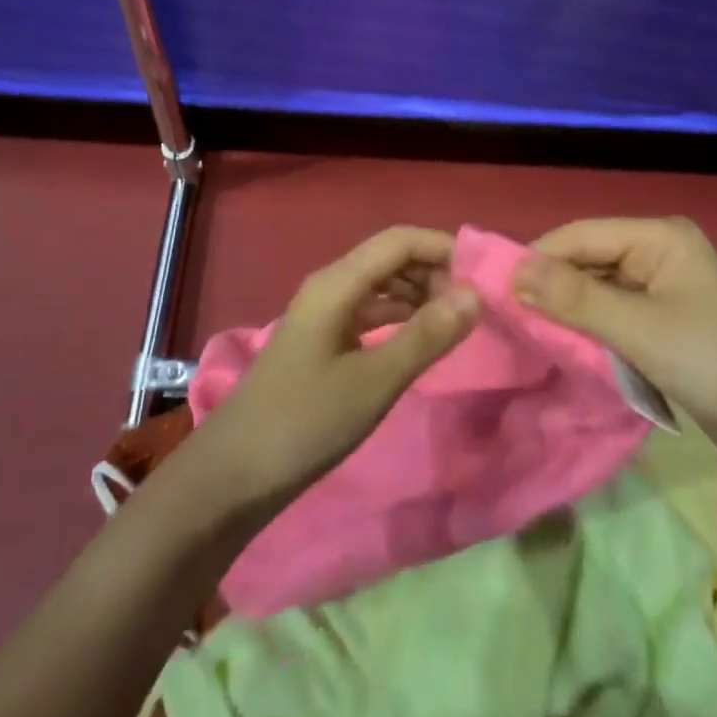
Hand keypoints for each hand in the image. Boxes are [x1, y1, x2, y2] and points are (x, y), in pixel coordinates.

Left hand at [197, 226, 481, 513]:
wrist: (232, 476)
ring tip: (455, 322)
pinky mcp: (321, 340)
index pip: (399, 241)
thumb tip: (476, 295)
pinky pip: (368, 312)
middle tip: (473, 306)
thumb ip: (427, 335)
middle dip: (433, 272)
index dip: (442, 248)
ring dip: (418, 294)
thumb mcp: (375, 381)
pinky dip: (398, 317)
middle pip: (389, 258)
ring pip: (379, 285)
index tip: (483, 276)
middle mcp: (329, 286)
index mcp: (337, 283)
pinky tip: (419, 340)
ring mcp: (322, 314)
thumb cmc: (306, 422)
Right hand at [516, 216, 716, 460]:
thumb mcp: (637, 327)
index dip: (538, 257)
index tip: (496, 287)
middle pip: (589, 259)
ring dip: (568, 309)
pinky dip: (590, 327)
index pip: (581, 235)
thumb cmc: (712, 360)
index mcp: (657, 236)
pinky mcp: (665, 322)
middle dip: (551, 285)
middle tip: (507, 314)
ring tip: (527, 330)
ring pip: (598, 288)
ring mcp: (663, 288)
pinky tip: (564, 344)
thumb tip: (512, 273)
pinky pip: (614, 314)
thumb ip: (573, 298)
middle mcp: (658, 252)